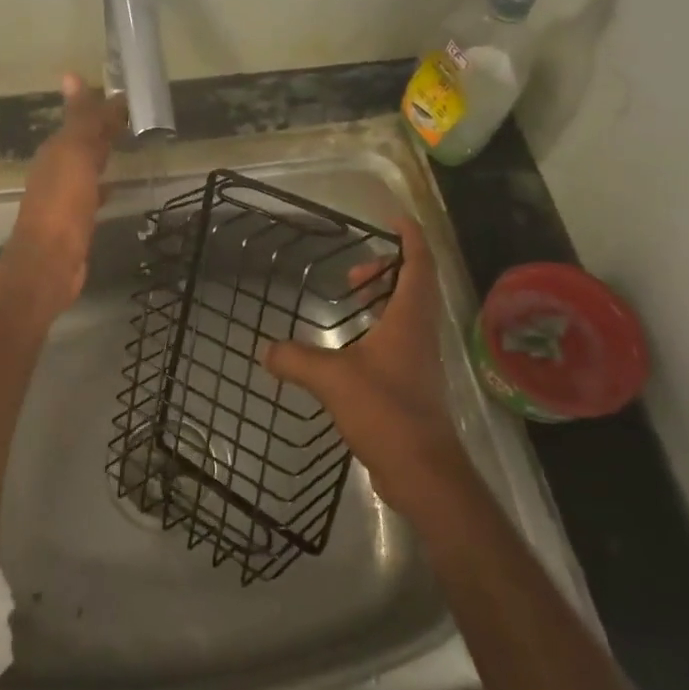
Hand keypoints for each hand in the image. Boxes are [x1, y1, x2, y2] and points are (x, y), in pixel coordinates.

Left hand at [0, 74, 125, 315]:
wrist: (49, 264)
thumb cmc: (62, 206)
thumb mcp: (74, 156)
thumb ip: (81, 121)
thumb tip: (72, 75)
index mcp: (55, 152)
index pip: (80, 120)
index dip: (100, 107)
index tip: (125, 95)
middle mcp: (55, 171)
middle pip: (81, 142)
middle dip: (101, 128)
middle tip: (129, 115)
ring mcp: (63, 198)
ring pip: (86, 167)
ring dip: (101, 155)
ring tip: (125, 146)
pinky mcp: (74, 222)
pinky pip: (91, 194)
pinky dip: (103, 185)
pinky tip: (115, 188)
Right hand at [262, 217, 474, 520]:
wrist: (423, 470)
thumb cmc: (385, 410)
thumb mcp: (332, 379)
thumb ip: (295, 359)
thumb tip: (265, 350)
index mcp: (410, 319)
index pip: (419, 264)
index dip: (410, 237)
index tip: (394, 219)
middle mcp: (421, 333)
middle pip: (415, 286)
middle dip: (387, 271)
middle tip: (353, 275)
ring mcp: (420, 361)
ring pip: (407, 315)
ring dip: (383, 302)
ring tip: (350, 306)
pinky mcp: (413, 386)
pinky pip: (399, 342)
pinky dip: (378, 332)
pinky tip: (351, 350)